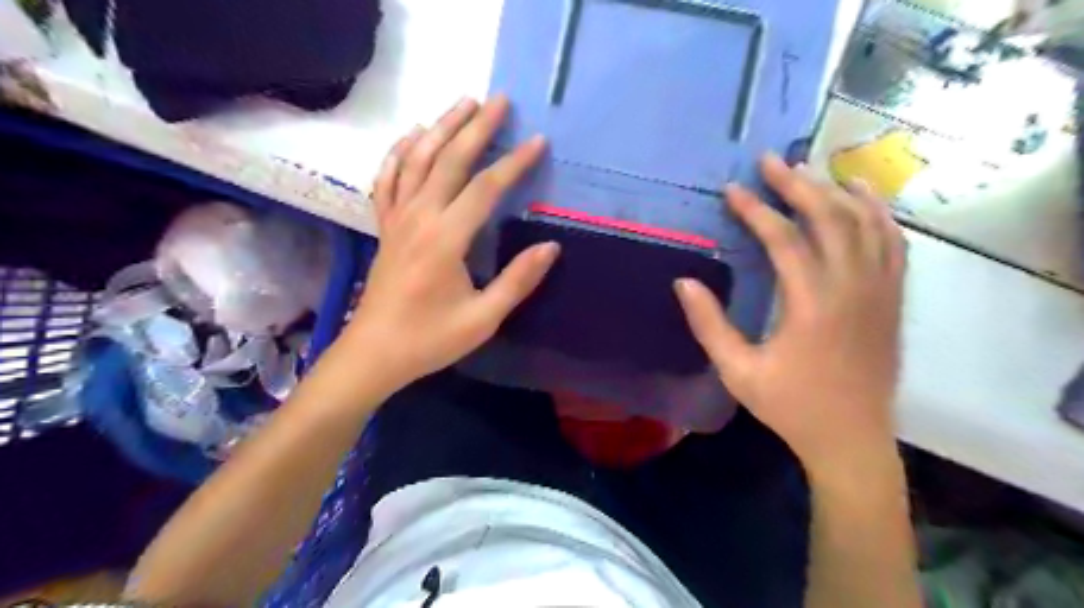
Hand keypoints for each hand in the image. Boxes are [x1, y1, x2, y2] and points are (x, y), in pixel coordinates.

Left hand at [338, 96, 558, 393]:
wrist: (374, 353)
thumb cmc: (430, 339)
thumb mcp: (482, 318)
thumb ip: (517, 280)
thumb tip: (550, 247)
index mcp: (445, 240)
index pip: (484, 189)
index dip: (513, 163)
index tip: (537, 142)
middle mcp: (419, 218)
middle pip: (448, 160)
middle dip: (476, 128)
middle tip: (499, 101)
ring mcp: (397, 219)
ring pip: (416, 160)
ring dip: (440, 128)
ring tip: (462, 103)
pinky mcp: (385, 227)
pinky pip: (387, 180)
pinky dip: (398, 153)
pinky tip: (411, 136)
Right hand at [674, 155, 908, 477]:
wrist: (852, 438)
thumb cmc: (791, 406)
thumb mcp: (738, 372)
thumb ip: (709, 325)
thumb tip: (684, 281)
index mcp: (812, 306)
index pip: (784, 240)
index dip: (756, 211)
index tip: (733, 190)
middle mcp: (852, 288)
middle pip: (829, 218)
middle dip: (797, 184)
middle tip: (771, 161)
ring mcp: (880, 291)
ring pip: (865, 223)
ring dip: (837, 190)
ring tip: (812, 169)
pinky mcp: (893, 299)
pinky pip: (892, 243)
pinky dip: (878, 213)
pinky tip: (862, 197)